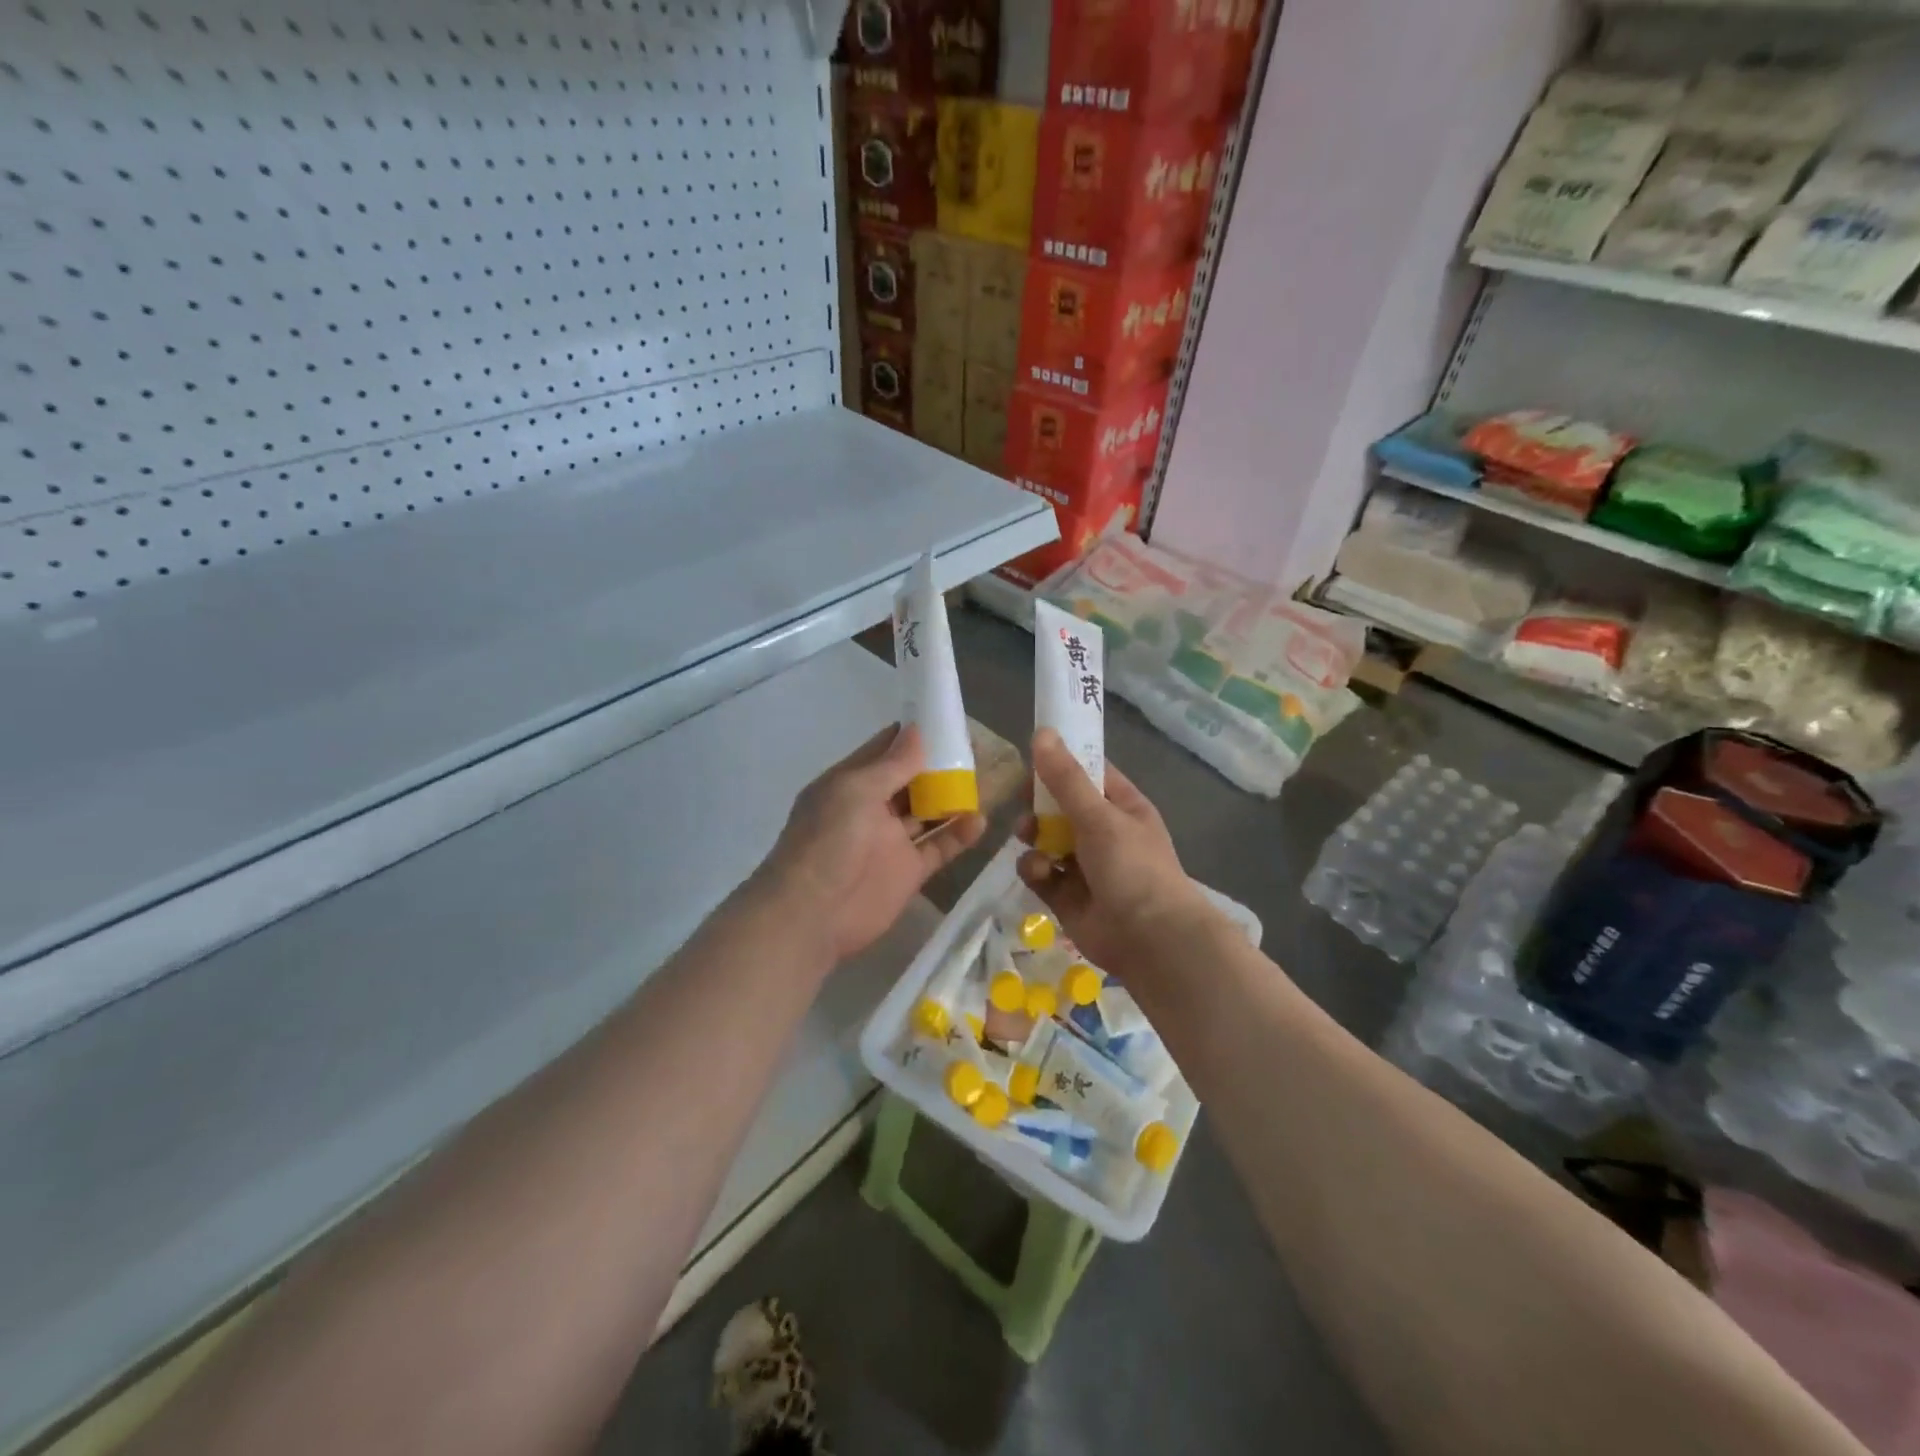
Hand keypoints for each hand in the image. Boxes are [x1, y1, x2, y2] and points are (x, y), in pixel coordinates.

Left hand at [756, 724, 986, 964]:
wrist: (812, 916)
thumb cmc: (828, 842)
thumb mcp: (855, 792)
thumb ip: (891, 765)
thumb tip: (918, 731)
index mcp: (851, 783)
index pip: (886, 750)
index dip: (914, 736)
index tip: (948, 721)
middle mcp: (872, 808)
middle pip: (911, 780)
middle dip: (940, 766)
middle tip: (978, 750)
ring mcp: (891, 841)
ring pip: (928, 812)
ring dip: (953, 798)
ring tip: (988, 781)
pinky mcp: (908, 871)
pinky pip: (938, 847)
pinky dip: (959, 835)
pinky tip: (981, 821)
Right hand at [1016, 729, 1217, 978]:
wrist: (1150, 940)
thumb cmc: (1132, 867)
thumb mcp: (1099, 816)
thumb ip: (1066, 779)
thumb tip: (1042, 733)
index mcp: (1121, 806)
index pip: (1088, 773)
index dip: (1061, 762)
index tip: (1031, 756)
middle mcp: (1103, 832)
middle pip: (1060, 806)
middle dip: (1039, 803)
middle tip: (1023, 800)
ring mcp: (1084, 865)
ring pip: (1046, 839)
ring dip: (1034, 835)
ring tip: (1029, 836)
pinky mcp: (1065, 895)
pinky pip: (1041, 872)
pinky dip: (1035, 869)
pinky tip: (1040, 872)